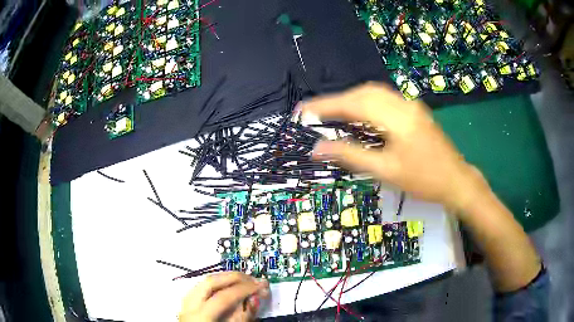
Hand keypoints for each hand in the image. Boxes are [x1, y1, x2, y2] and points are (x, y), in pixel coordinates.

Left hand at [179, 272, 269, 321]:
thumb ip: (243, 316)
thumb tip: (255, 297)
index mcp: (200, 316)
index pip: (224, 296)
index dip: (245, 289)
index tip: (262, 285)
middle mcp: (189, 305)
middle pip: (210, 282)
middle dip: (234, 277)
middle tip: (254, 279)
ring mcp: (185, 303)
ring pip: (204, 281)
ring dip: (225, 278)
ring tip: (244, 280)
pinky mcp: (187, 303)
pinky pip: (202, 287)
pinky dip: (217, 283)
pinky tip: (228, 285)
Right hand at [305, 83, 486, 211]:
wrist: (456, 180)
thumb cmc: (424, 180)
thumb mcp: (386, 171)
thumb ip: (351, 156)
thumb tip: (318, 148)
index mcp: (397, 118)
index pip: (354, 103)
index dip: (326, 105)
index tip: (303, 109)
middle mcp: (404, 104)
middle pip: (363, 92)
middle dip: (337, 100)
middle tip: (315, 113)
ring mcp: (411, 105)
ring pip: (374, 92)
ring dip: (351, 99)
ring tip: (333, 113)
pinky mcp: (414, 111)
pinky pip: (384, 99)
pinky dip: (365, 103)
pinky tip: (359, 115)